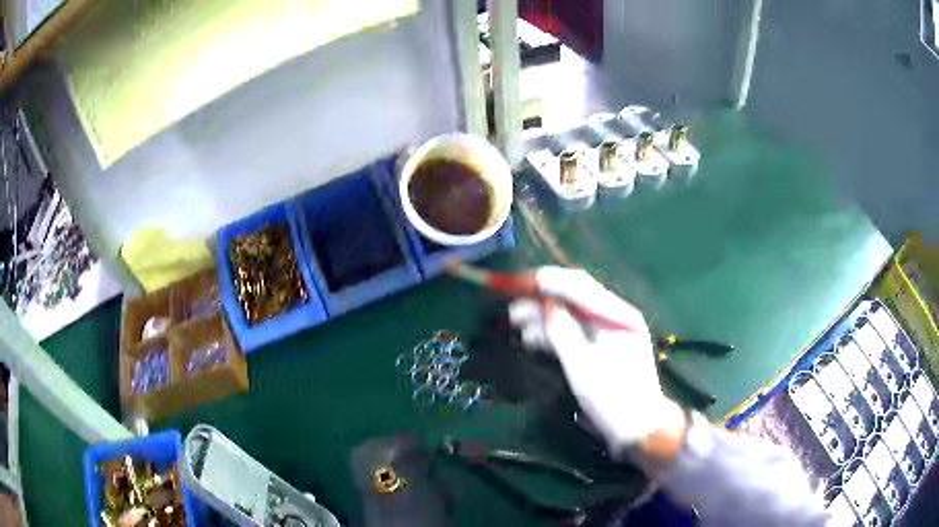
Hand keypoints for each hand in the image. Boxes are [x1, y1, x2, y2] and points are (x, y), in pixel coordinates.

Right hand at [508, 267, 686, 457]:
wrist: (637, 430)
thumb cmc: (614, 398)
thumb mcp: (584, 366)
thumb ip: (562, 332)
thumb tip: (543, 303)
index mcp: (617, 315)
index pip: (578, 286)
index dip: (546, 282)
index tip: (517, 284)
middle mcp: (613, 318)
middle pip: (572, 298)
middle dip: (540, 300)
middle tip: (511, 308)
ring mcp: (606, 334)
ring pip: (569, 315)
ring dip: (542, 317)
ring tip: (516, 324)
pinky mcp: (598, 349)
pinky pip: (571, 333)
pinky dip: (551, 333)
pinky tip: (531, 338)